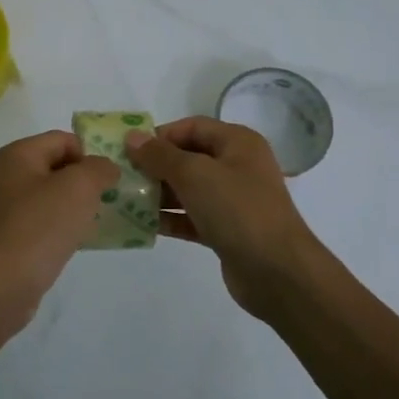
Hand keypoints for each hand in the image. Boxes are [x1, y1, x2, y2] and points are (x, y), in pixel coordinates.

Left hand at [0, 129, 121, 328]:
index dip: (90, 154)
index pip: (62, 139)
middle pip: (55, 167)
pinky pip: (41, 223)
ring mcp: (3, 209)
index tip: (110, 180)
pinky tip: (77, 243)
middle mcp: (5, 176)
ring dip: (75, 207)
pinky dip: (61, 228)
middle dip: (85, 181)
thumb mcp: (79, 187)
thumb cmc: (39, 227)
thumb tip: (105, 168)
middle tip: (109, 200)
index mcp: (17, 155)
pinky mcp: (6, 238)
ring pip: (49, 198)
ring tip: (97, 222)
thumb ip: (98, 169)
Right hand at [125, 117, 322, 320]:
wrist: (276, 271)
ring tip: (125, 201)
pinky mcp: (227, 230)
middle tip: (122, 177)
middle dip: (155, 166)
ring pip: (188, 189)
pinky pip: (192, 217)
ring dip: (158, 193)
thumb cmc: (237, 210)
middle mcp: (237, 167)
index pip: (192, 127)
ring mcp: (233, 200)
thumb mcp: (195, 174)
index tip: (129, 151)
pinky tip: (143, 225)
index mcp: (238, 143)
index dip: (160, 135)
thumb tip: (133, 137)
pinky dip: (170, 218)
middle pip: (188, 157)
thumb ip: (160, 155)